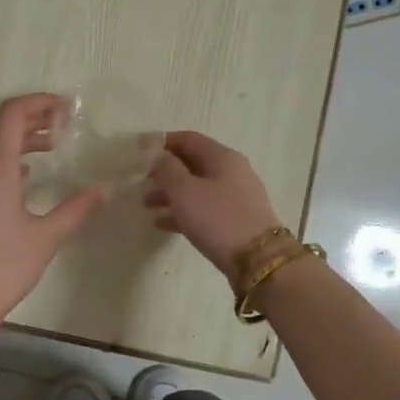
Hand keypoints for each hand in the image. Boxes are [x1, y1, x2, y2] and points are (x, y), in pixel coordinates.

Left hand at [0, 94, 107, 315]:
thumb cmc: (4, 265)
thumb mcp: (47, 235)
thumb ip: (77, 207)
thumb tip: (106, 189)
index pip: (13, 113)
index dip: (40, 103)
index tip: (66, 108)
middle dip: (32, 120)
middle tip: (63, 125)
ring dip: (17, 140)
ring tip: (50, 148)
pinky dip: (3, 160)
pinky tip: (23, 179)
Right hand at [143, 131, 282, 286]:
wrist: (258, 261)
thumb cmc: (218, 219)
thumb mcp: (185, 191)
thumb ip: (167, 169)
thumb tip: (160, 155)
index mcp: (222, 157)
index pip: (189, 139)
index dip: (164, 142)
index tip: (140, 152)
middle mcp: (233, 172)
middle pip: (193, 163)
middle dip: (165, 171)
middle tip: (142, 183)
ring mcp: (237, 197)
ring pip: (198, 188)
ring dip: (171, 193)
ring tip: (147, 205)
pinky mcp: (237, 220)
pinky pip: (205, 209)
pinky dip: (184, 212)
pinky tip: (163, 224)